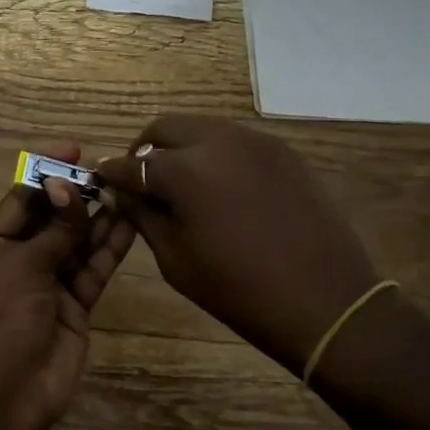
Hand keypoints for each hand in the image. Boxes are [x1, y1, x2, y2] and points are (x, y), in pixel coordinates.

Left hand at [0, 141, 135, 429]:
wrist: (4, 397)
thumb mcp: (22, 266)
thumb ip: (55, 229)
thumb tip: (70, 186)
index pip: (21, 197)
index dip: (47, 171)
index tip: (74, 148)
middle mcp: (20, 258)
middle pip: (52, 217)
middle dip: (77, 194)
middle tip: (110, 171)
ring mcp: (49, 282)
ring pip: (77, 241)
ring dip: (98, 217)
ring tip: (125, 190)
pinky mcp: (76, 304)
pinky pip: (93, 267)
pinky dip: (109, 247)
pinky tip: (129, 223)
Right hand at [97, 115, 381, 373]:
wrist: (325, 302)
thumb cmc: (240, 291)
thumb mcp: (176, 259)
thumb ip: (144, 216)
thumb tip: (124, 192)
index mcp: (185, 170)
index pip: (133, 162)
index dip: (113, 172)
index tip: (103, 180)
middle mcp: (218, 141)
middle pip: (165, 128)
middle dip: (145, 149)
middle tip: (141, 179)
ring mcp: (255, 141)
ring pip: (201, 128)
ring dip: (180, 147)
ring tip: (180, 181)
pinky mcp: (282, 151)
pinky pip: (235, 140)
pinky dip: (215, 153)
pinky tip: (219, 185)